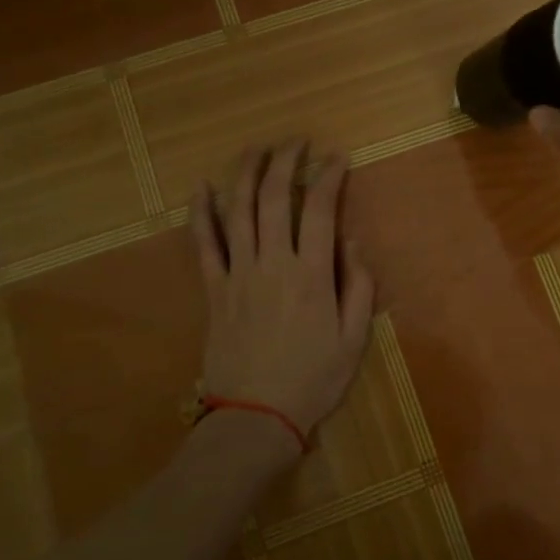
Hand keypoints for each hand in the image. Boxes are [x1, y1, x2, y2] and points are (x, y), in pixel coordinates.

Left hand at [190, 142, 375, 448]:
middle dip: (284, 162)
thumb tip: (350, 240)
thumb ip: (358, 286)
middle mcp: (272, 264)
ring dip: (246, 174)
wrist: (255, 417)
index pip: (319, 210)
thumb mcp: (354, 339)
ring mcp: (238, 274)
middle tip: (295, 142)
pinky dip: (201, 213)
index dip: (328, 176)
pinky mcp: (214, 290)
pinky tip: (202, 188)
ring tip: (256, 149)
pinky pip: (204, 244)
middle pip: (273, 199)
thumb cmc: (313, 379)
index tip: (336, 157)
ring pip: (237, 212)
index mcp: (312, 275)